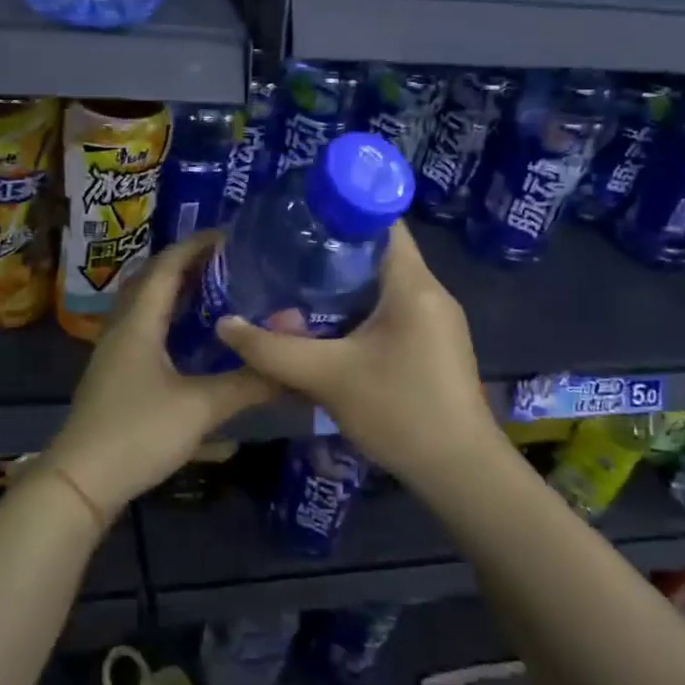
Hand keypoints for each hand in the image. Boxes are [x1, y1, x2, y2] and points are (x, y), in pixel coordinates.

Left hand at [47, 232, 276, 517]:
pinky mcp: (116, 373)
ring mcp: (115, 351)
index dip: (197, 245)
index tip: (232, 234)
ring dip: (176, 290)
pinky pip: (144, 327)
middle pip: (153, 279)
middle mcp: (122, 327)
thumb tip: (292, 365)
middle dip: (188, 263)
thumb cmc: (138, 433)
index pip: (167, 266)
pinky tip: (191, 335)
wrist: (82, 481)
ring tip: (216, 288)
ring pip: (145, 304)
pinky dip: (168, 317)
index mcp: (139, 321)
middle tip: (229, 260)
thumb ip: (248, 383)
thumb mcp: (200, 408)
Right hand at [211, 220, 496, 484]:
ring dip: (341, 286)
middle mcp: (430, 293)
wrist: (461, 473)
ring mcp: (436, 321)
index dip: (339, 211)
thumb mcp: (327, 377)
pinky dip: (357, 311)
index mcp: (413, 284)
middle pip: (377, 253)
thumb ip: (271, 350)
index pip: (380, 221)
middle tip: (282, 257)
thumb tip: (224, 324)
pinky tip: (325, 329)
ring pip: (382, 286)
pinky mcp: (433, 346)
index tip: (297, 219)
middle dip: (330, 252)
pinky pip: (391, 311)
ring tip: (293, 289)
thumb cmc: (400, 411)